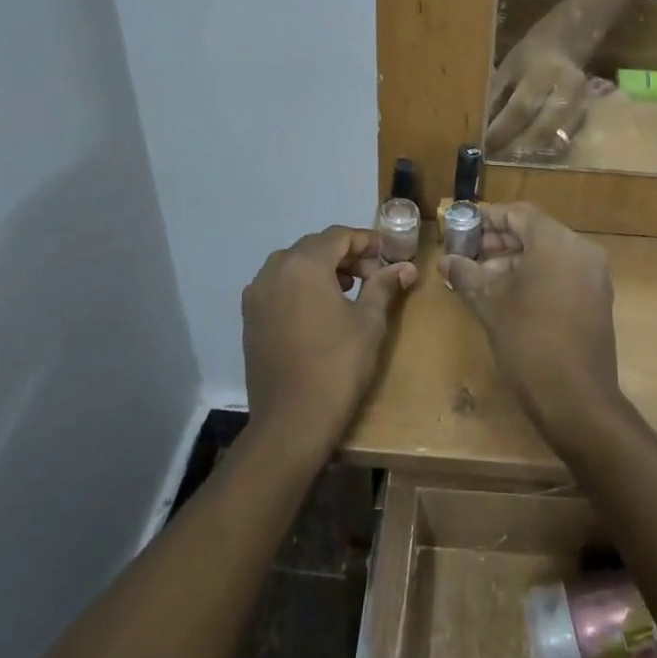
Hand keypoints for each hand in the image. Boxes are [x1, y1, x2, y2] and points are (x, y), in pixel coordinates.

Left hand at [242, 227, 416, 462]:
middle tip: (373, 274)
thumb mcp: (369, 322)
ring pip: (294, 265)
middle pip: (315, 247)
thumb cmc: (337, 365)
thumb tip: (406, 267)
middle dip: (345, 255)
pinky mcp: (250, 317)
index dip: (367, 241)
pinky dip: (301, 286)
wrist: (291, 421)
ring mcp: (257, 294)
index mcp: (304, 264)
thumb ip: (384, 286)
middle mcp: (274, 269)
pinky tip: (320, 310)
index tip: (388, 254)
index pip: (339, 236)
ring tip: (349, 290)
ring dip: (322, 268)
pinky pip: (279, 286)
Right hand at [439, 203, 624, 457]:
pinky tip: (509, 295)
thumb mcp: (490, 304)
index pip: (518, 214)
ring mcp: (594, 275)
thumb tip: (446, 260)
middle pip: (535, 232)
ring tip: (482, 278)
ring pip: (549, 254)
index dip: (487, 218)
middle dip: (500, 241)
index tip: (463, 227)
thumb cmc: (528, 341)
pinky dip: (537, 275)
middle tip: (468, 253)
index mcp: (556, 241)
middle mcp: (581, 249)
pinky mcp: (597, 298)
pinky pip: (563, 273)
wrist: (576, 398)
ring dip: (516, 260)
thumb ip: (467, 274)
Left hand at [484, 26, 590, 155]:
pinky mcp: (588, 114)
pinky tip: (532, 155)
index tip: (485, 146)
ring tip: (511, 162)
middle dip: (517, 148)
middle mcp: (568, 88)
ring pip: (559, 139)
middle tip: (497, 160)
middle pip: (543, 129)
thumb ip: (496, 96)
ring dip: (533, 153)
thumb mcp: (508, 68)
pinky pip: (568, 140)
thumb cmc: (530, 56)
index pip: (521, 108)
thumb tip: (481, 128)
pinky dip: (549, 150)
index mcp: (543, 72)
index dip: (503, 130)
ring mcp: (583, 103)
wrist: (567, 43)